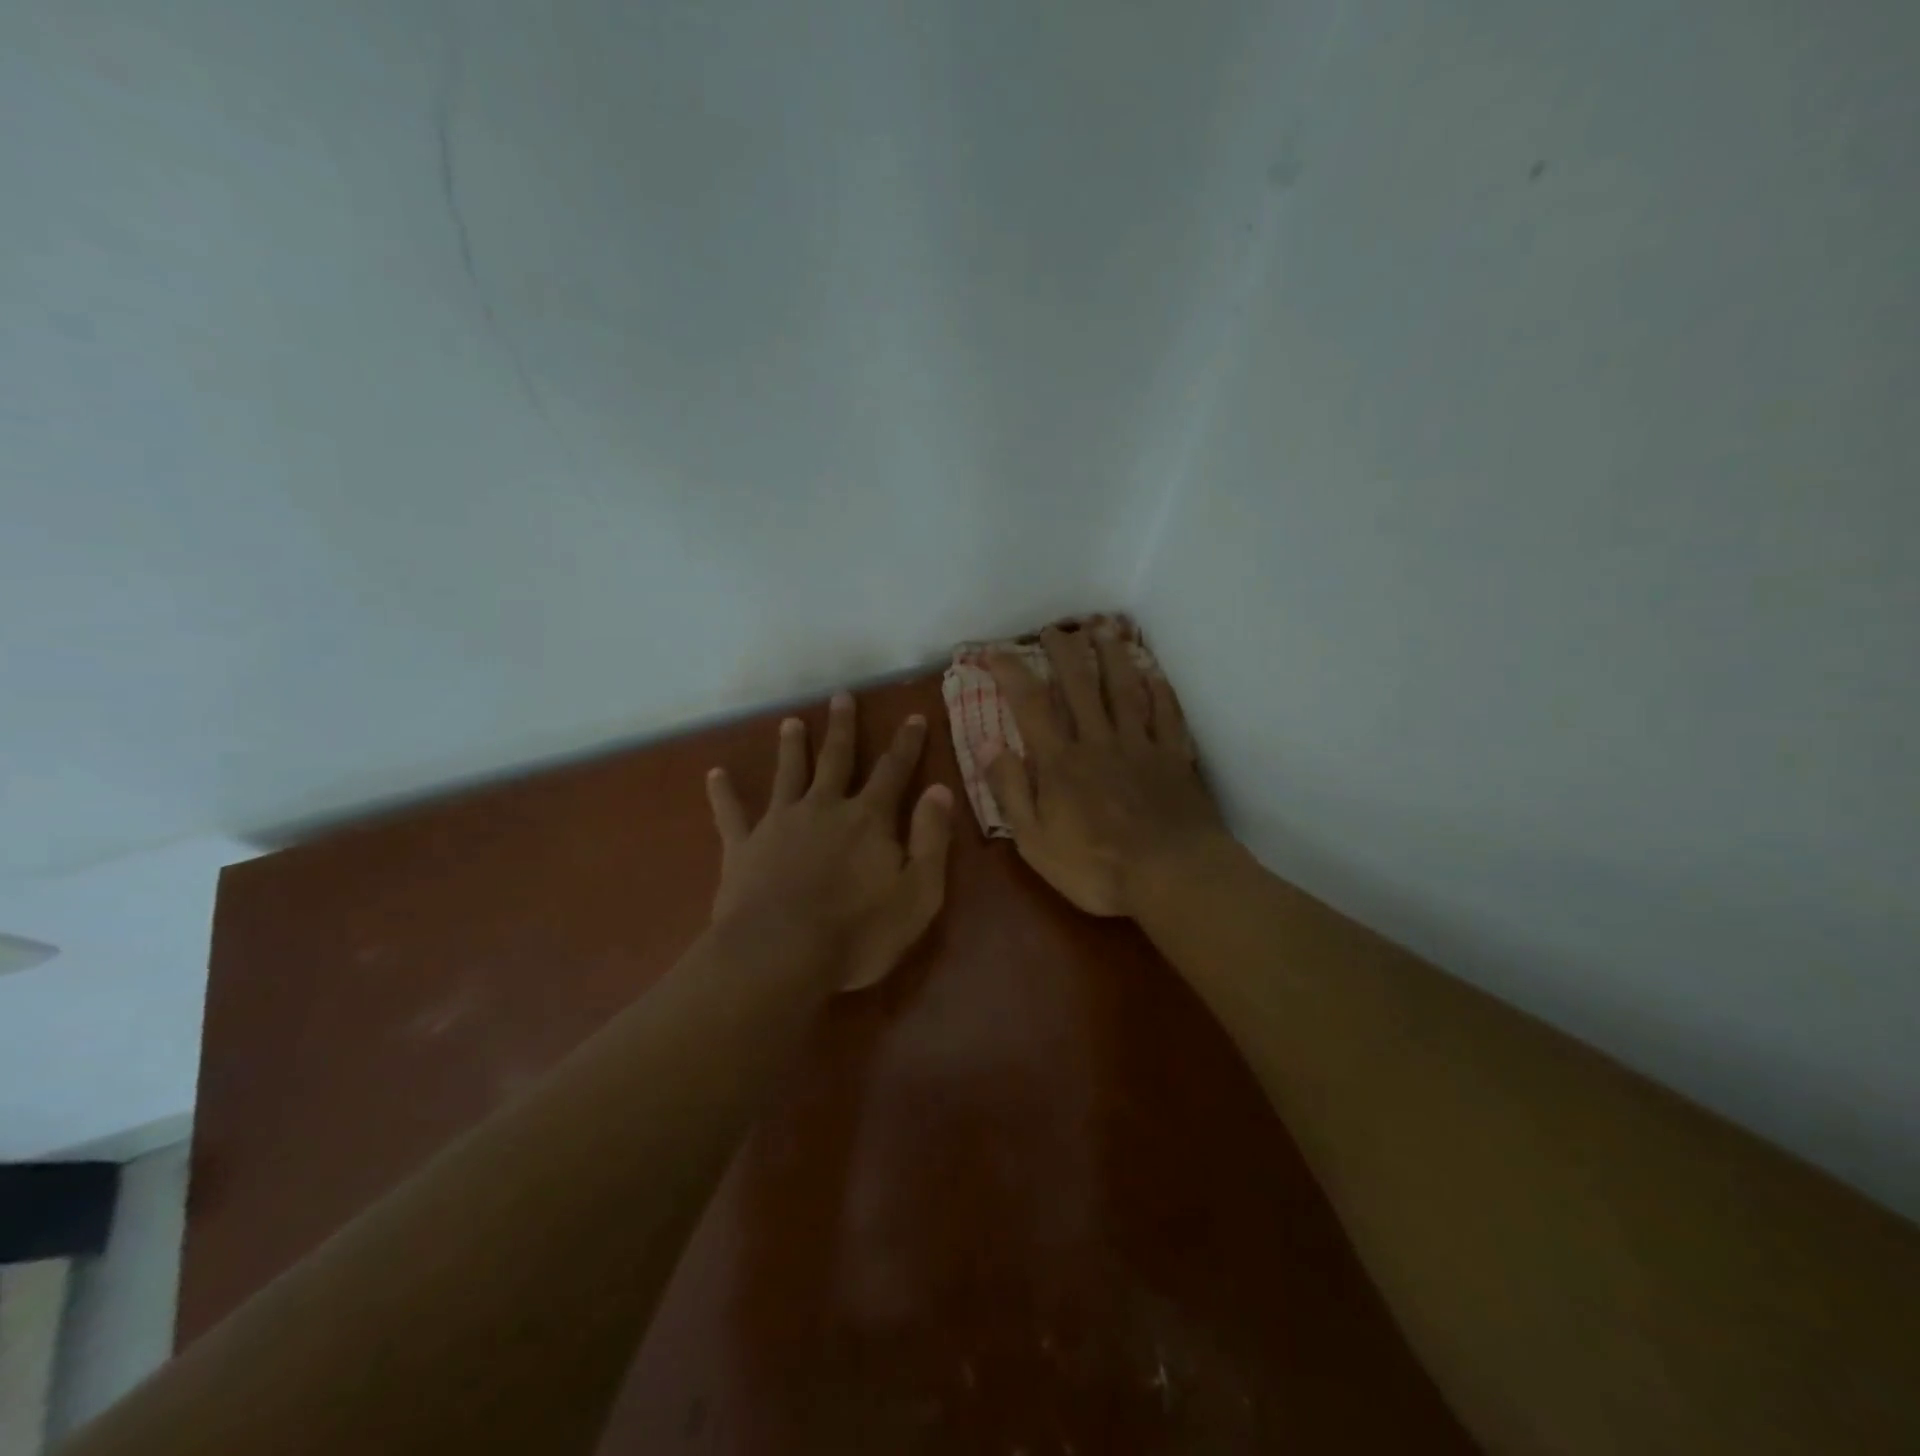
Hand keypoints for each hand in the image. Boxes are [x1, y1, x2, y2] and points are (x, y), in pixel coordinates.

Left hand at [706, 693, 954, 990]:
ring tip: (790, 722)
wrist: (779, 956)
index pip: (893, 771)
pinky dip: (723, 792)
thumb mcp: (918, 893)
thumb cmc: (858, 933)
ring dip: (791, 747)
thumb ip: (931, 839)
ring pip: (787, 774)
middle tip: (842, 697)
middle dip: (843, 728)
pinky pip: (731, 813)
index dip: (906, 743)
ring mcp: (779, 823)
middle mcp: (823, 807)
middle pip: (836, 759)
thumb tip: (940, 789)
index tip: (913, 715)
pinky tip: (715, 773)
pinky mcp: (743, 847)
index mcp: (868, 819)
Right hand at [983, 623, 1225, 917]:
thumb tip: (985, 744)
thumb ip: (1010, 790)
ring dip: (1111, 656)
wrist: (1172, 876)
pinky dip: (1159, 690)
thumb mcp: (1034, 841)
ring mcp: (1140, 746)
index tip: (993, 651)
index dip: (1010, 673)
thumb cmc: (1096, 867)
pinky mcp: (1174, 757)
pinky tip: (1154, 673)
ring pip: (1124, 689)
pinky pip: (1166, 714)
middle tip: (1054, 629)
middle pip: (1079, 685)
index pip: (1029, 705)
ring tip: (1103, 629)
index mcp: (1060, 762)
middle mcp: (1098, 741)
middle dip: (1063, 652)